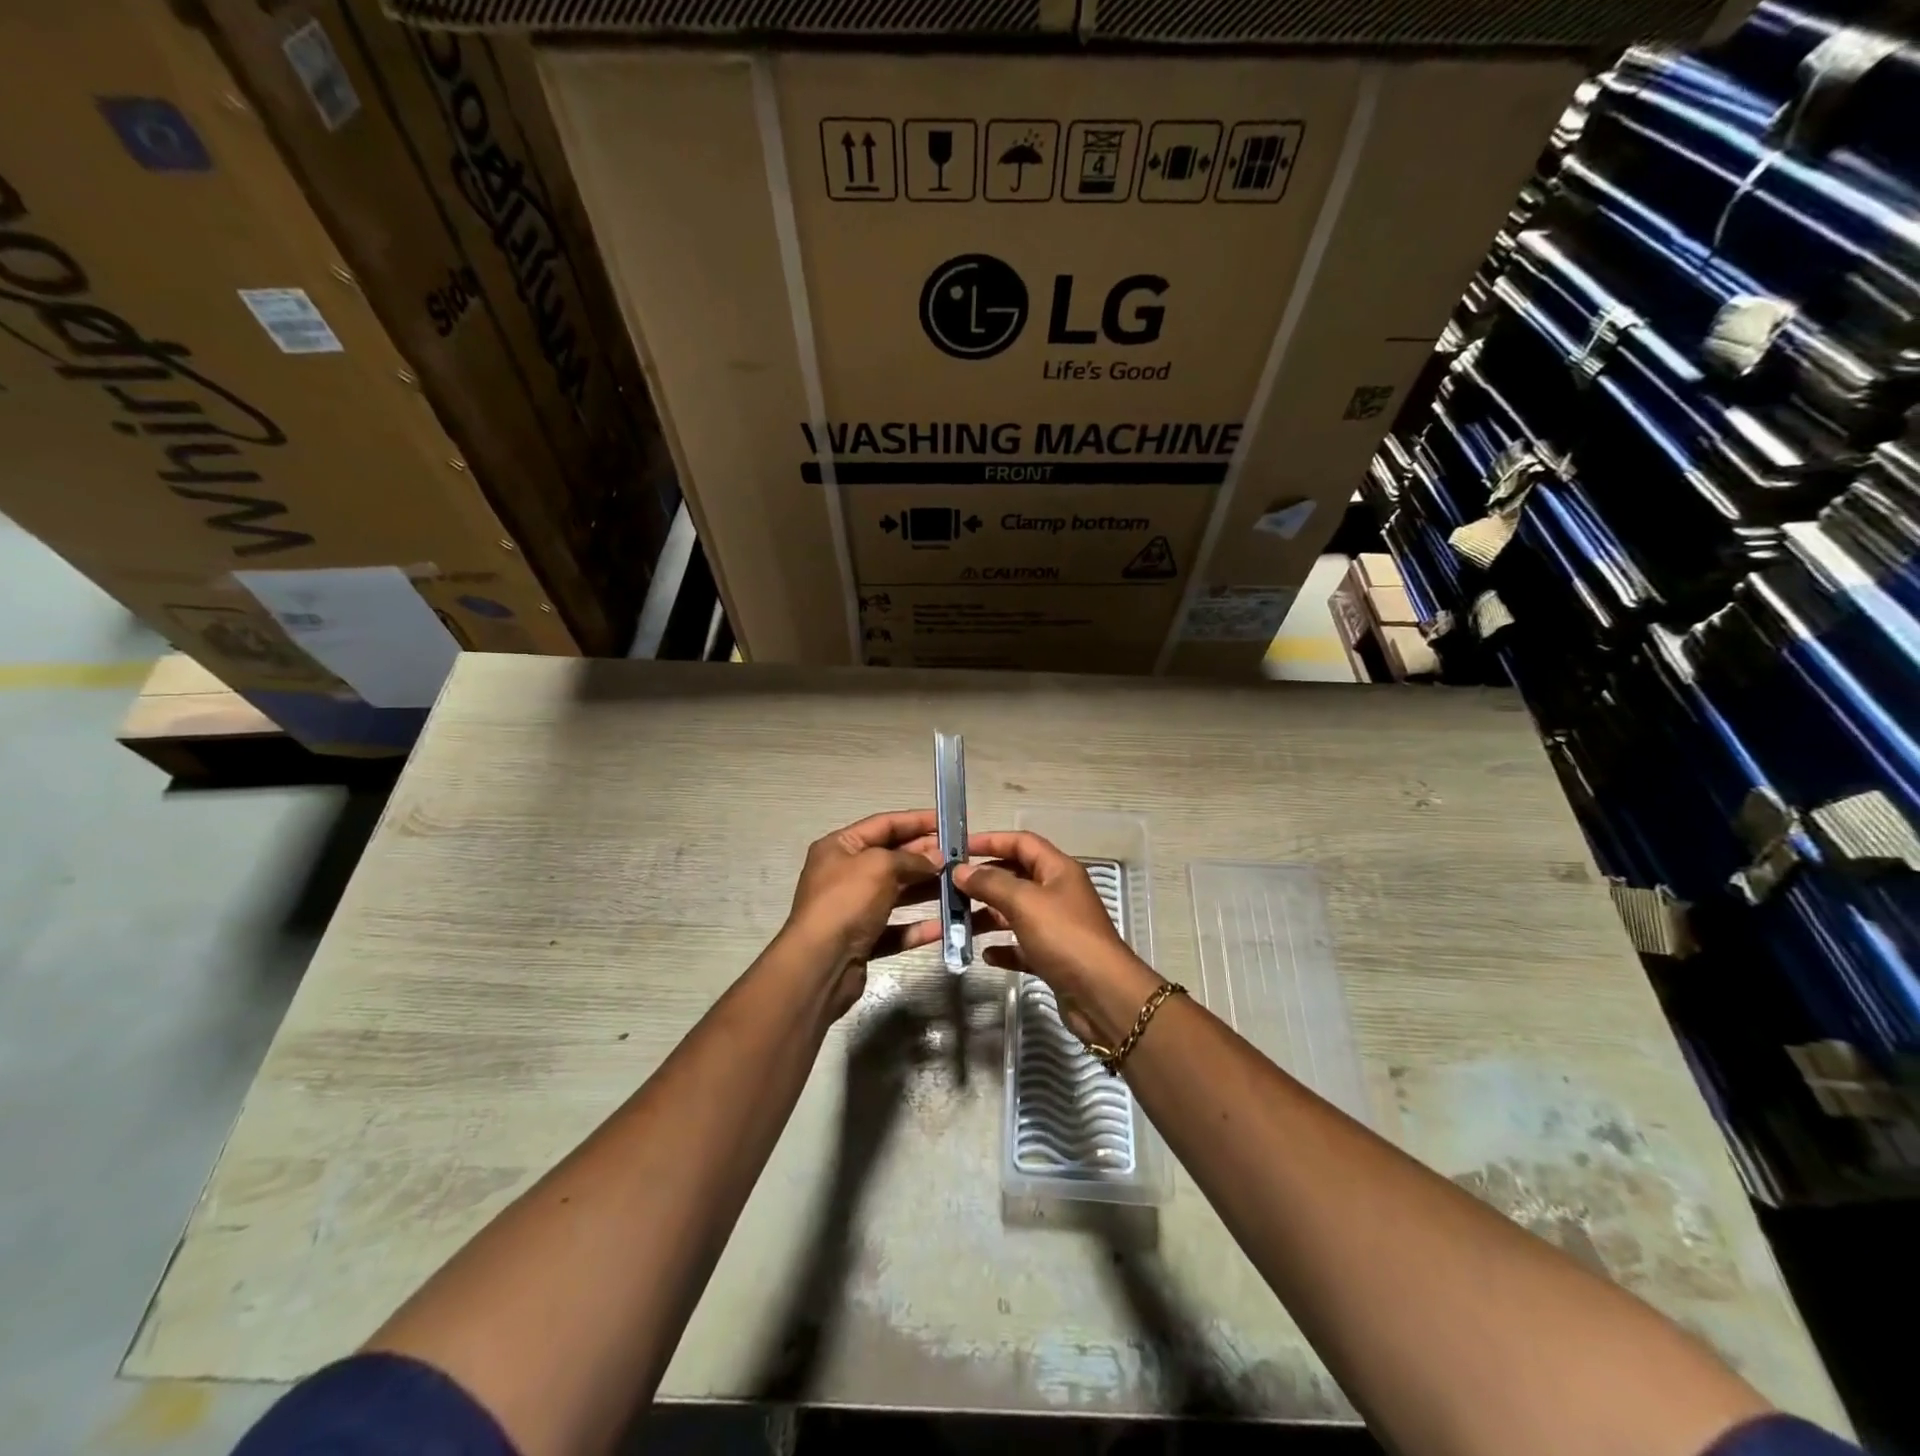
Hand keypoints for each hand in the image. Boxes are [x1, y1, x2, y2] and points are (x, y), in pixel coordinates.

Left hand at [780, 810, 948, 1018]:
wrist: (820, 964)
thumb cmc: (846, 902)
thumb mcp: (880, 867)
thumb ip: (911, 858)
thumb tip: (936, 858)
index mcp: (839, 847)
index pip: (884, 824)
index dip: (917, 820)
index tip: (949, 821)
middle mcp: (844, 874)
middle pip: (892, 858)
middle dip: (926, 855)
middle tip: (961, 856)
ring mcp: (853, 909)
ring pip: (897, 894)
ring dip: (927, 889)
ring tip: (960, 886)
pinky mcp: (862, 940)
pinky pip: (896, 929)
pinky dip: (918, 927)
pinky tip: (945, 926)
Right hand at [954, 830, 1159, 1043]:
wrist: (1102, 995)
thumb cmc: (1064, 937)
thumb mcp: (1024, 902)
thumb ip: (991, 883)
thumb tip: (961, 870)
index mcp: (1058, 870)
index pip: (1022, 843)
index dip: (991, 840)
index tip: (959, 847)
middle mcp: (1058, 893)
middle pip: (1016, 876)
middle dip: (984, 880)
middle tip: (950, 887)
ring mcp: (1057, 926)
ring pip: (1015, 912)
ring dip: (988, 915)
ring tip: (958, 922)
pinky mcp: (1053, 957)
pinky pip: (1022, 945)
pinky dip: (1004, 948)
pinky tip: (986, 955)